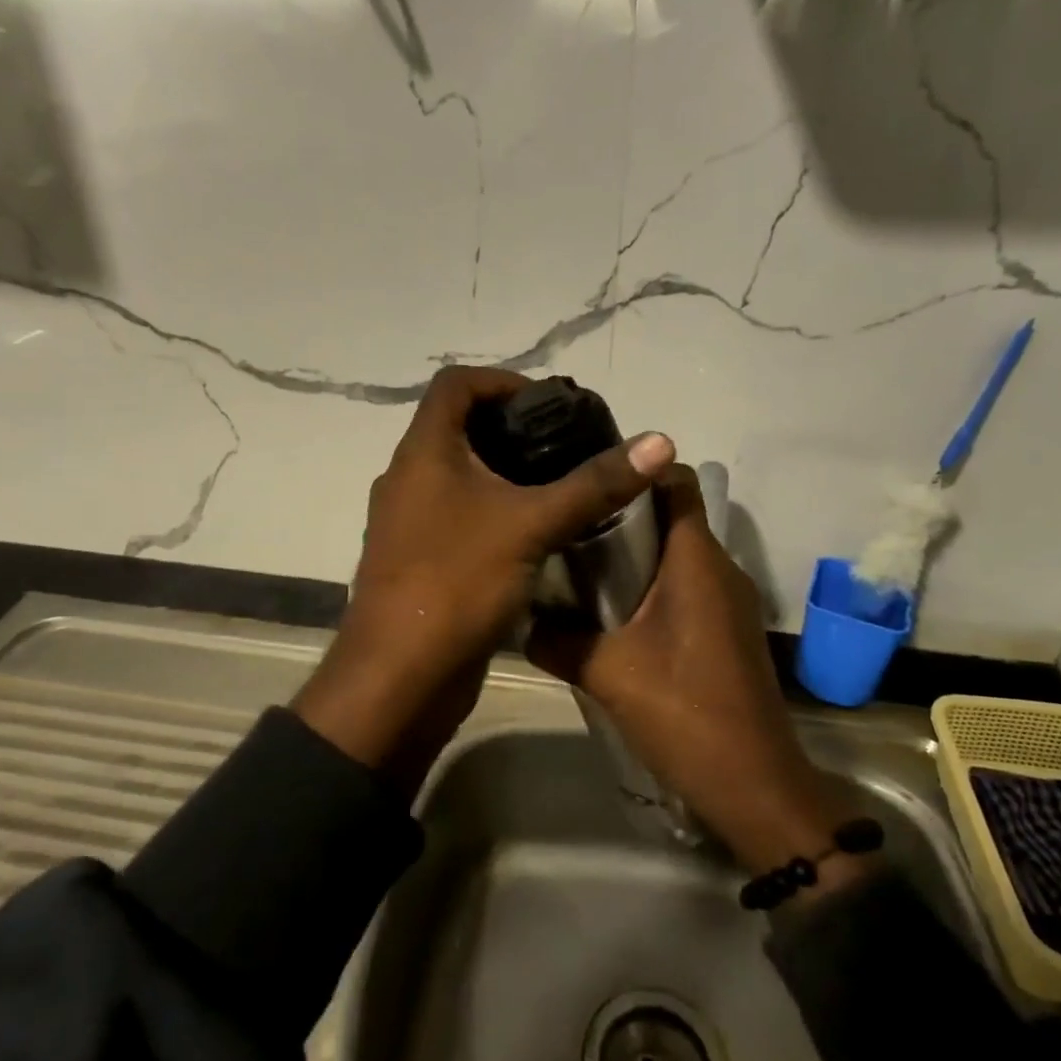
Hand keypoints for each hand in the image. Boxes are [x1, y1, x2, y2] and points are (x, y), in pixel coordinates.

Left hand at [294, 366, 675, 789]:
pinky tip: (537, 534)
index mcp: (422, 452)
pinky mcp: (420, 560)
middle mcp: (408, 478)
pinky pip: (460, 517)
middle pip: (460, 429)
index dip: (504, 380)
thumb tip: (660, 442)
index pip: (456, 384)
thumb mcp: (531, 526)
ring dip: (506, 474)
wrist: (400, 680)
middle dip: (514, 430)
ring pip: (461, 477)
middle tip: (569, 446)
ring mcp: (410, 522)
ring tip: (562, 487)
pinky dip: (495, 513)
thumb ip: (594, 483)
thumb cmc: (456, 584)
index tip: (551, 404)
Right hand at [529, 464, 864, 881]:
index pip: (676, 480)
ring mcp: (728, 601)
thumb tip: (518, 618)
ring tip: (576, 567)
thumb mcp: (608, 673)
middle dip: (619, 515)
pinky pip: (684, 587)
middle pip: (669, 515)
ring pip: (675, 554)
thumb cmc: (686, 713)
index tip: (587, 477)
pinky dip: (649, 587)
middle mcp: (719, 568)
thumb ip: (557, 640)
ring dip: (632, 556)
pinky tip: (609, 616)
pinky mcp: (726, 630)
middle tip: (564, 524)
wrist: (754, 786)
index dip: (635, 469)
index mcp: (696, 560)